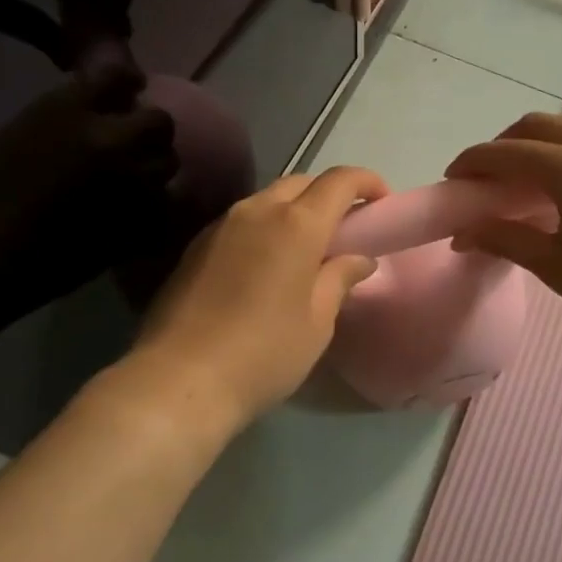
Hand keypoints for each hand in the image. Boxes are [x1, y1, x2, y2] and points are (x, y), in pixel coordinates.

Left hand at [129, 166, 388, 430]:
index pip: (339, 181)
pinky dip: (265, 227)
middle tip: (346, 227)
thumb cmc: (264, 353)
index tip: (382, 202)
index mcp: (296, 224)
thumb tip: (358, 258)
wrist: (178, 380)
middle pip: (301, 182)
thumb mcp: (317, 322)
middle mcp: (257, 210)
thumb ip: (339, 279)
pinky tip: (267, 264)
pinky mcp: (197, 246)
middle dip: (329, 194)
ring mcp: (221, 225)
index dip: (366, 182)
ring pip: (268, 198)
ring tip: (307, 247)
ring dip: (294, 209)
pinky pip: (242, 220)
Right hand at [446, 111, 561, 353]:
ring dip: (538, 137)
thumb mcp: (556, 267)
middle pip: (536, 125)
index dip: (472, 162)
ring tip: (526, 173)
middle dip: (502, 145)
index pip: (506, 153)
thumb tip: (464, 234)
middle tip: (486, 179)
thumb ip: (506, 240)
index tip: (452, 180)